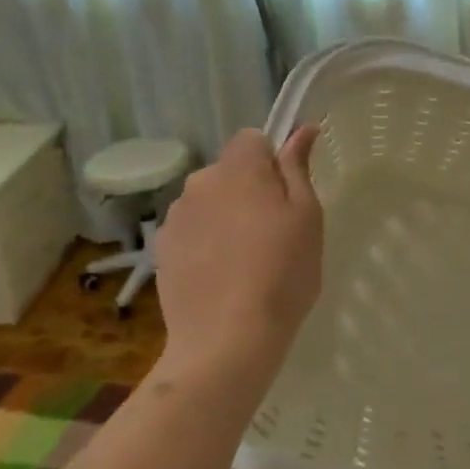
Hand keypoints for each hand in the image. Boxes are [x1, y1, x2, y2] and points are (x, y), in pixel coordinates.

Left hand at [154, 126, 322, 381]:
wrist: (227, 340)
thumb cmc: (282, 272)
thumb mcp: (307, 216)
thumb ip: (298, 167)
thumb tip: (302, 129)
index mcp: (238, 168)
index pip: (252, 139)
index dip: (272, 161)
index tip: (287, 196)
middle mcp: (200, 183)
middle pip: (229, 171)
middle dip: (249, 189)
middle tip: (274, 232)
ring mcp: (176, 218)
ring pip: (209, 202)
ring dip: (226, 216)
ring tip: (246, 260)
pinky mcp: (162, 251)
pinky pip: (192, 232)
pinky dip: (206, 243)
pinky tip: (222, 276)